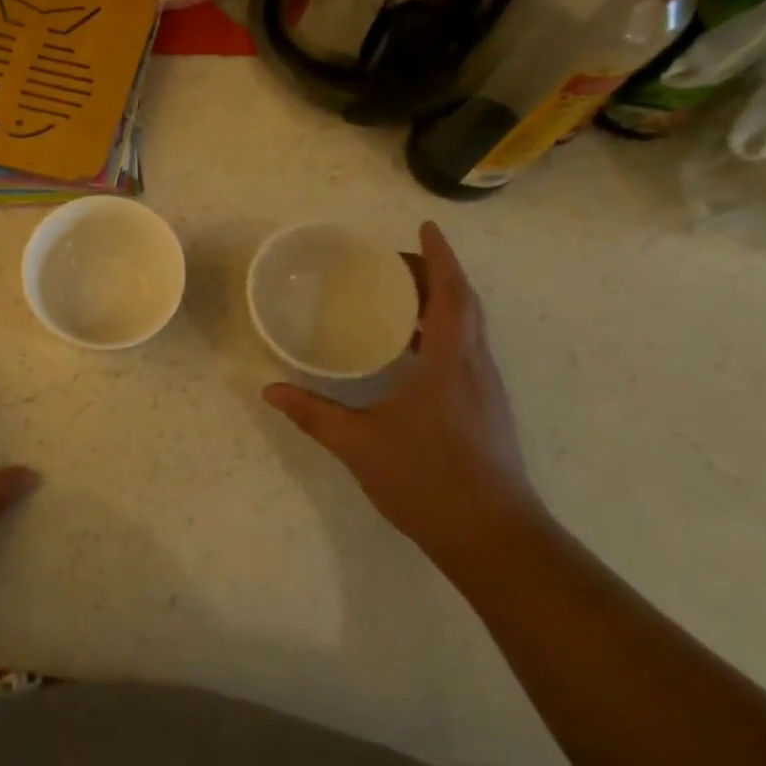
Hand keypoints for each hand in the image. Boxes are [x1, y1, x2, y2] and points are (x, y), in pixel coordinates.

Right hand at [263, 222, 547, 577]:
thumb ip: (313, 413)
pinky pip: (465, 352)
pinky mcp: (485, 411)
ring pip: (469, 329)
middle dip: (436, 273)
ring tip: (398, 297)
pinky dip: (442, 333)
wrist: (494, 539)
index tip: (427, 226)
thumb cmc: (428, 481)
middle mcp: (475, 367)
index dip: (441, 256)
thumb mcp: (358, 444)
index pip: (451, 294)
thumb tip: (270, 390)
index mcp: (449, 363)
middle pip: (464, 304)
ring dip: (441, 302)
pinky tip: (411, 353)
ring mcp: (485, 390)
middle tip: (394, 262)